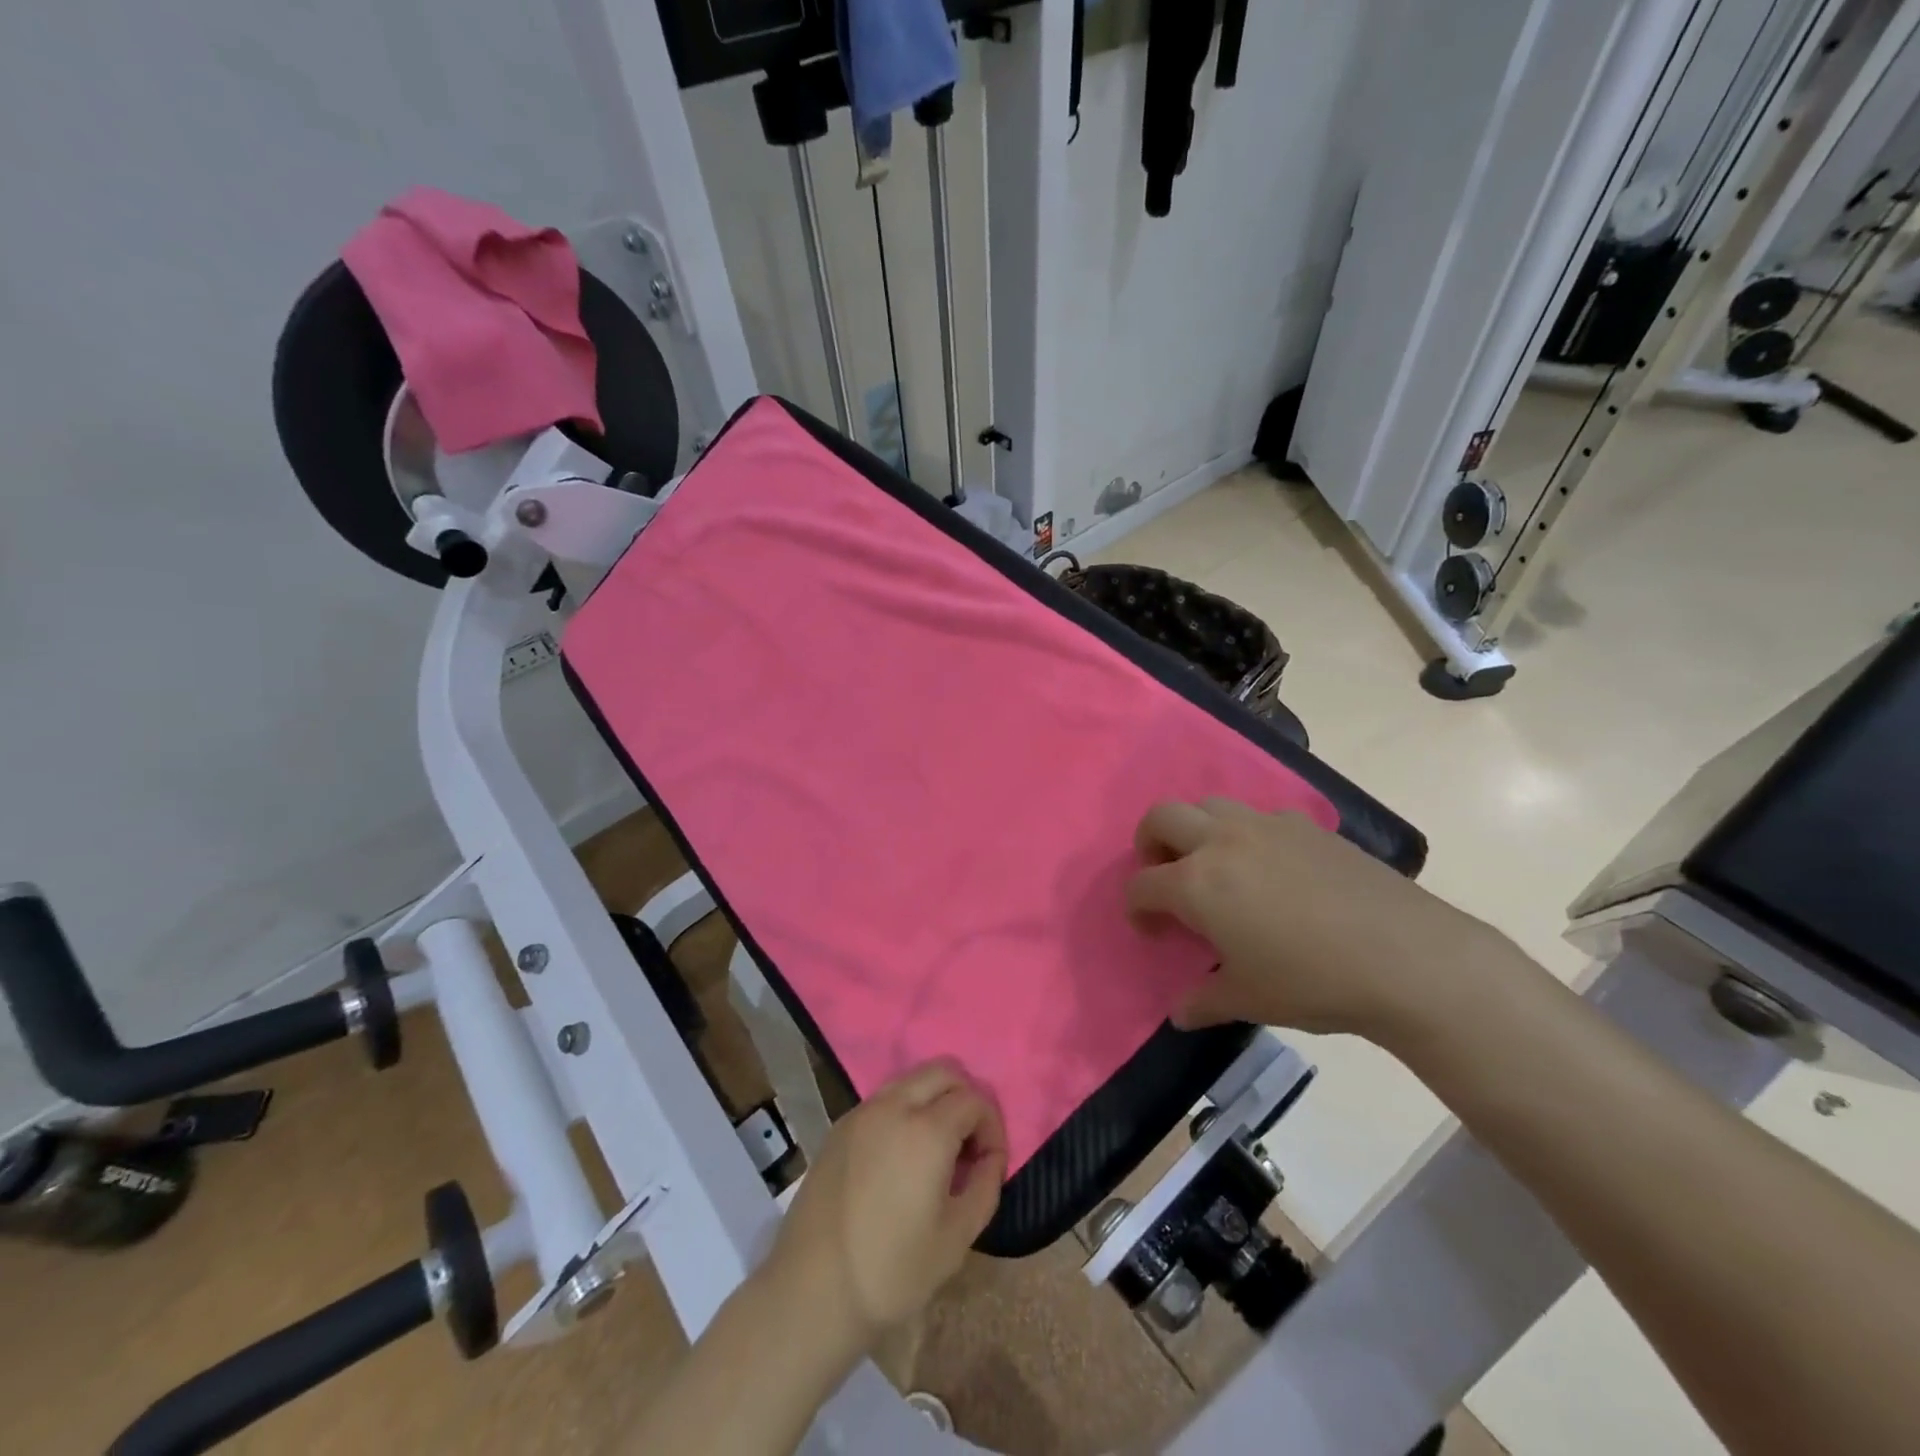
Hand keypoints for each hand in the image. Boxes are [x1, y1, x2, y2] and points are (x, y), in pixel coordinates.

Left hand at [765, 1060, 1006, 1356]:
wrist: (811, 1292)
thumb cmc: (891, 1272)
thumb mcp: (956, 1238)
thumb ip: (985, 1185)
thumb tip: (990, 1157)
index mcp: (927, 1130)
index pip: (975, 1099)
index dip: (992, 1127)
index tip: (990, 1163)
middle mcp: (894, 1106)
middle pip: (944, 1070)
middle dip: (966, 1097)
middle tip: (969, 1145)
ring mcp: (862, 1112)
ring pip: (911, 1079)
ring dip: (935, 1099)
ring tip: (937, 1150)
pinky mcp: (840, 1126)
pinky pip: (885, 1099)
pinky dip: (906, 1109)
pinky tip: (902, 1157)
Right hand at [1127, 798, 1505, 1039]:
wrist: (1408, 958)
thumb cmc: (1313, 981)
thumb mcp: (1249, 1000)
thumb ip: (1204, 1001)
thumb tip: (1180, 1013)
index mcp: (1197, 883)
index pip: (1142, 884)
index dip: (1137, 908)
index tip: (1152, 931)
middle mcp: (1223, 841)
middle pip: (1162, 817)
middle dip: (1150, 844)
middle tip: (1166, 878)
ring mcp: (1266, 826)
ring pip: (1210, 804)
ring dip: (1197, 830)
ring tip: (1216, 868)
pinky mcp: (1307, 825)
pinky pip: (1259, 817)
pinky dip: (1247, 835)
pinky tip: (1273, 871)